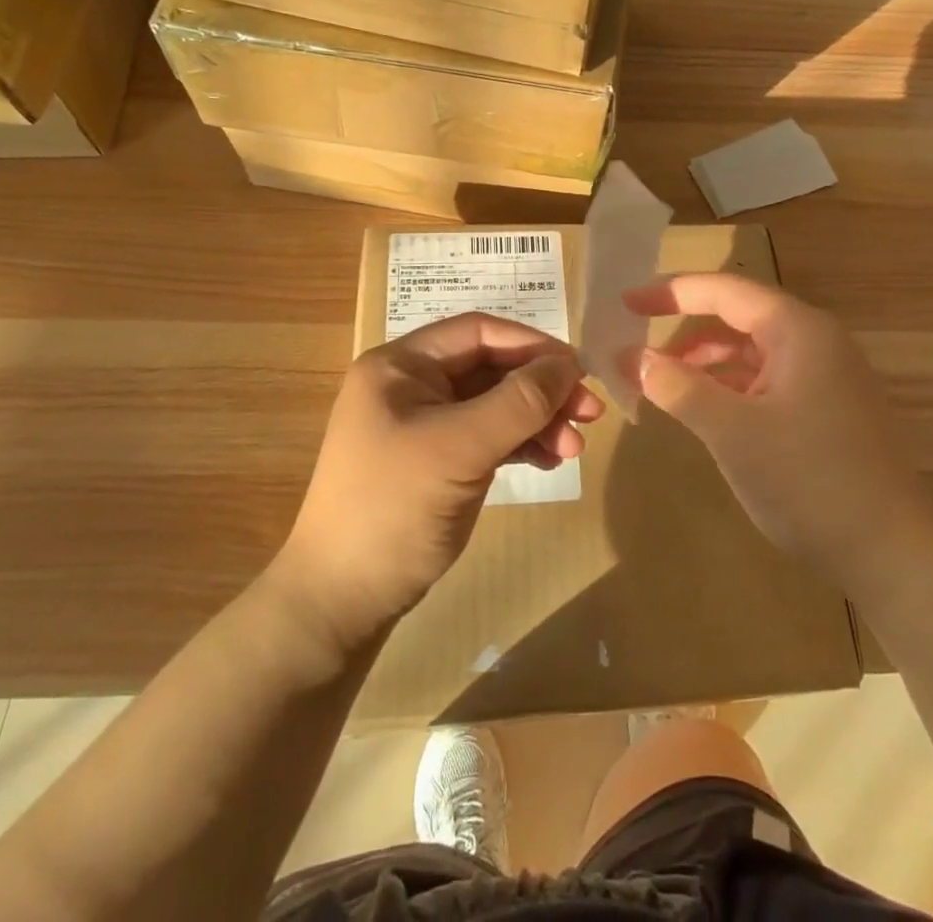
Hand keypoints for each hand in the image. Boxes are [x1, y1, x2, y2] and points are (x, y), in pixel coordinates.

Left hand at [277, 313, 604, 649]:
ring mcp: (424, 424)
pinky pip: (487, 437)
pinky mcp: (436, 460)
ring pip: (494, 405)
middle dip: (540, 389)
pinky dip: (520, 445)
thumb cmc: (395, 507)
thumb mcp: (461, 448)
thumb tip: (569, 364)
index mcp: (401, 365)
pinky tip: (550, 461)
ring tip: (574, 448)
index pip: (477, 332)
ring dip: (537, 421)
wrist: (342, 600)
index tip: (579, 369)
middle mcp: (411, 385)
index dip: (531, 345)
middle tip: (589, 414)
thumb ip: (519, 401)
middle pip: (490, 369)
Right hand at [626, 273, 932, 591]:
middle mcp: (815, 342)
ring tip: (660, 382)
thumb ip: (679, 387)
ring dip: (704, 361)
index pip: (724, 290)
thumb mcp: (733, 432)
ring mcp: (825, 377)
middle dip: (685, 328)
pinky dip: (729, 388)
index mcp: (798, 330)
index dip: (671, 292)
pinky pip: (766, 381)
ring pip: (751, 351)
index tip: (625, 302)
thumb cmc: (810, 480)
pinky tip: (703, 410)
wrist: (895, 555)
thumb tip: (634, 358)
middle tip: (637, 345)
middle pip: (737, 316)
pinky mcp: (826, 411)